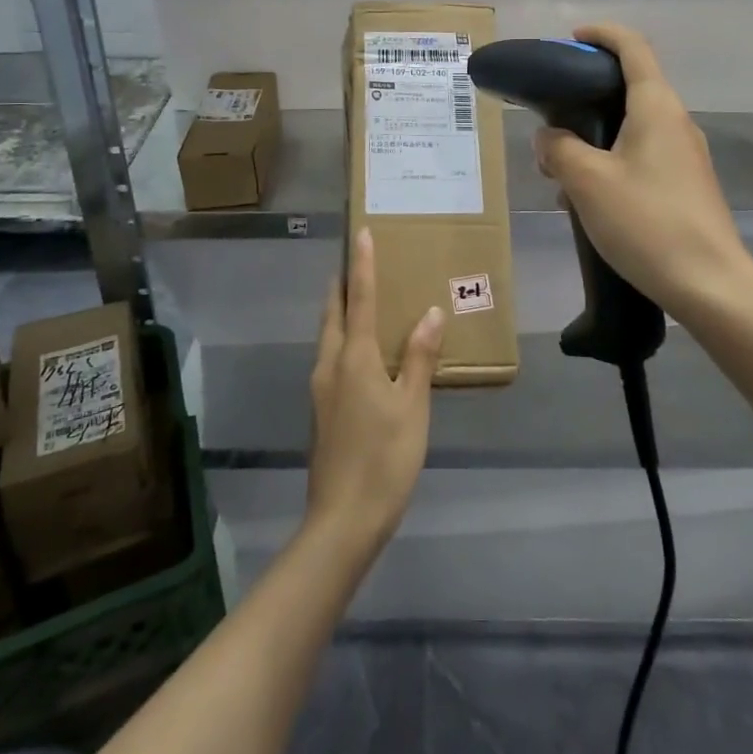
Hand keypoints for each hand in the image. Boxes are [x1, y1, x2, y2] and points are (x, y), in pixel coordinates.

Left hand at [305, 228, 445, 558]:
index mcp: (354, 358)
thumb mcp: (412, 407)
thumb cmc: (384, 459)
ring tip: (359, 297)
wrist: (342, 520)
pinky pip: (331, 356)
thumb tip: (431, 312)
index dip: (362, 265)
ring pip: (328, 335)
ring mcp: (321, 388)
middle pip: (334, 312)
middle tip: (357, 260)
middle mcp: (331, 364)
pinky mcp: (321, 409)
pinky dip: (342, 337)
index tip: (361, 233)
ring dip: (341, 309)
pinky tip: (360, 350)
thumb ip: (419, 357)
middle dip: (344, 283)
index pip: (359, 298)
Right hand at [534, 24, 752, 313]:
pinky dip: (609, 161)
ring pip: (631, 127)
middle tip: (550, 118)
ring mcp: (684, 155)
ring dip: (593, 136)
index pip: (632, 47)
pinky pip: (640, 156)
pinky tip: (586, 198)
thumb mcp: (587, 181)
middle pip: (629, 86)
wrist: (711, 286)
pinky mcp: (685, 185)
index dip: (601, 34)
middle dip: (585, 96)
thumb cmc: (647, 222)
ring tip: (560, 168)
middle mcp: (675, 122)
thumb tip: (549, 136)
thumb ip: (559, 148)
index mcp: (656, 107)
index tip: (569, 41)